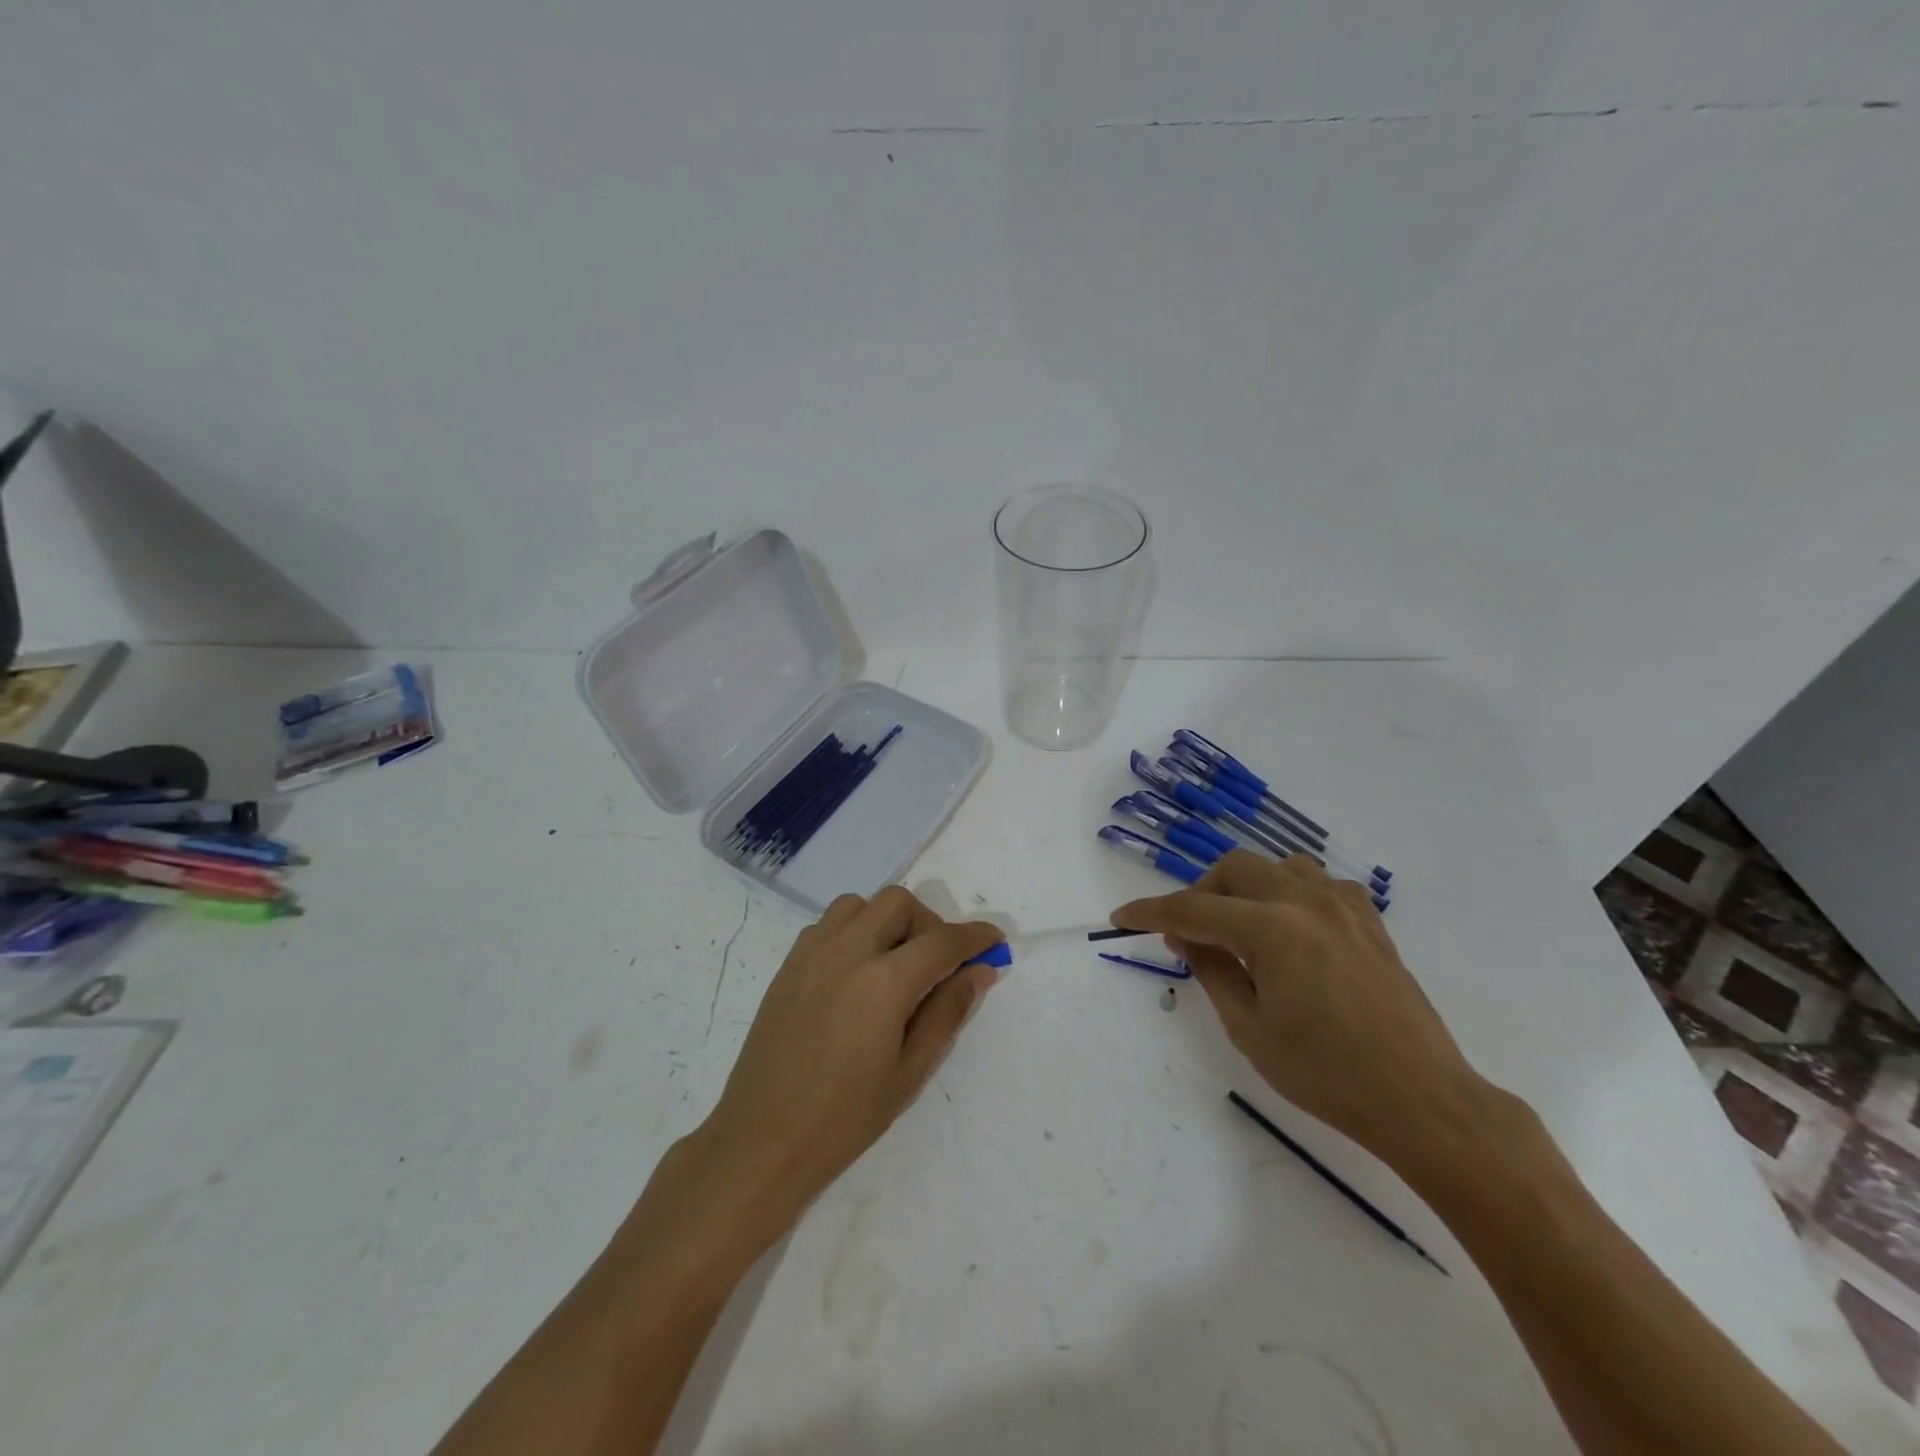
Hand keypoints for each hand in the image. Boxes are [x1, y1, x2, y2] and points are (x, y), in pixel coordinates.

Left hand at [693, 888, 1000, 1235]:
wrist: (762, 1140)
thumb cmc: (844, 1118)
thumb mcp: (910, 1072)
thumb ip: (947, 1012)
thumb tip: (980, 970)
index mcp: (883, 981)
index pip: (942, 941)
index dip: (974, 937)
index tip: (994, 942)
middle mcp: (847, 951)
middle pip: (899, 903)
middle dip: (928, 923)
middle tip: (938, 964)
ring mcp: (812, 953)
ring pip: (860, 905)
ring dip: (887, 921)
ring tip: (894, 964)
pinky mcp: (789, 964)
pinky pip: (829, 924)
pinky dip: (854, 931)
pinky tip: (857, 973)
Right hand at [1114, 851, 1487, 1174]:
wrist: (1422, 1100)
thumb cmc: (1326, 1075)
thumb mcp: (1249, 1030)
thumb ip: (1212, 971)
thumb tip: (1188, 937)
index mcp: (1271, 929)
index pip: (1193, 909)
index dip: (1150, 912)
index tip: (1121, 918)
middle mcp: (1305, 902)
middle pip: (1234, 868)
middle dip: (1201, 893)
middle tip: (1191, 934)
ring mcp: (1343, 907)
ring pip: (1278, 865)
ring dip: (1247, 887)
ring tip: (1241, 928)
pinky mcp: (1369, 922)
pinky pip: (1320, 884)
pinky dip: (1292, 894)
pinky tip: (1292, 928)